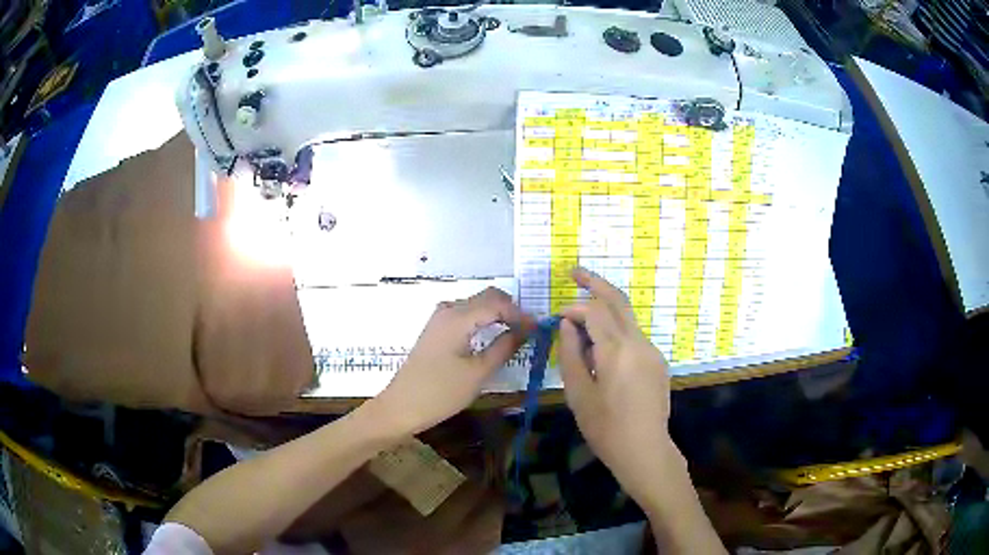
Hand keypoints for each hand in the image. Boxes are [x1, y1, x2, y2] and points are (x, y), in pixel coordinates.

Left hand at [369, 287, 533, 436]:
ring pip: (476, 304)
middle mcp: (448, 310)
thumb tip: (527, 330)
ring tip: (517, 333)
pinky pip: (465, 314)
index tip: (539, 329)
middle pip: (486, 297)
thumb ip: (505, 347)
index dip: (521, 314)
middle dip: (511, 309)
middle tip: (530, 330)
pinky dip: (484, 320)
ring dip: (498, 313)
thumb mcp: (478, 373)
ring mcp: (439, 318)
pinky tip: (493, 335)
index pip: (497, 303)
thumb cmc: (441, 392)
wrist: (401, 407)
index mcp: (458, 317)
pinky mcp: (436, 329)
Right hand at [558, 268, 679, 504]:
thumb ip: (571, 354)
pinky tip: (600, 348)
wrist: (645, 450)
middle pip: (618, 301)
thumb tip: (568, 326)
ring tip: (581, 316)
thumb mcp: (579, 394)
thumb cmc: (606, 428)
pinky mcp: (657, 361)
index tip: (556, 319)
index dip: (573, 308)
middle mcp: (639, 343)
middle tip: (575, 271)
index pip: (594, 311)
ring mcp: (652, 351)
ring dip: (605, 308)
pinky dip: (615, 330)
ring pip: (627, 317)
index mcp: (617, 351)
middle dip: (596, 283)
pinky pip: (633, 335)